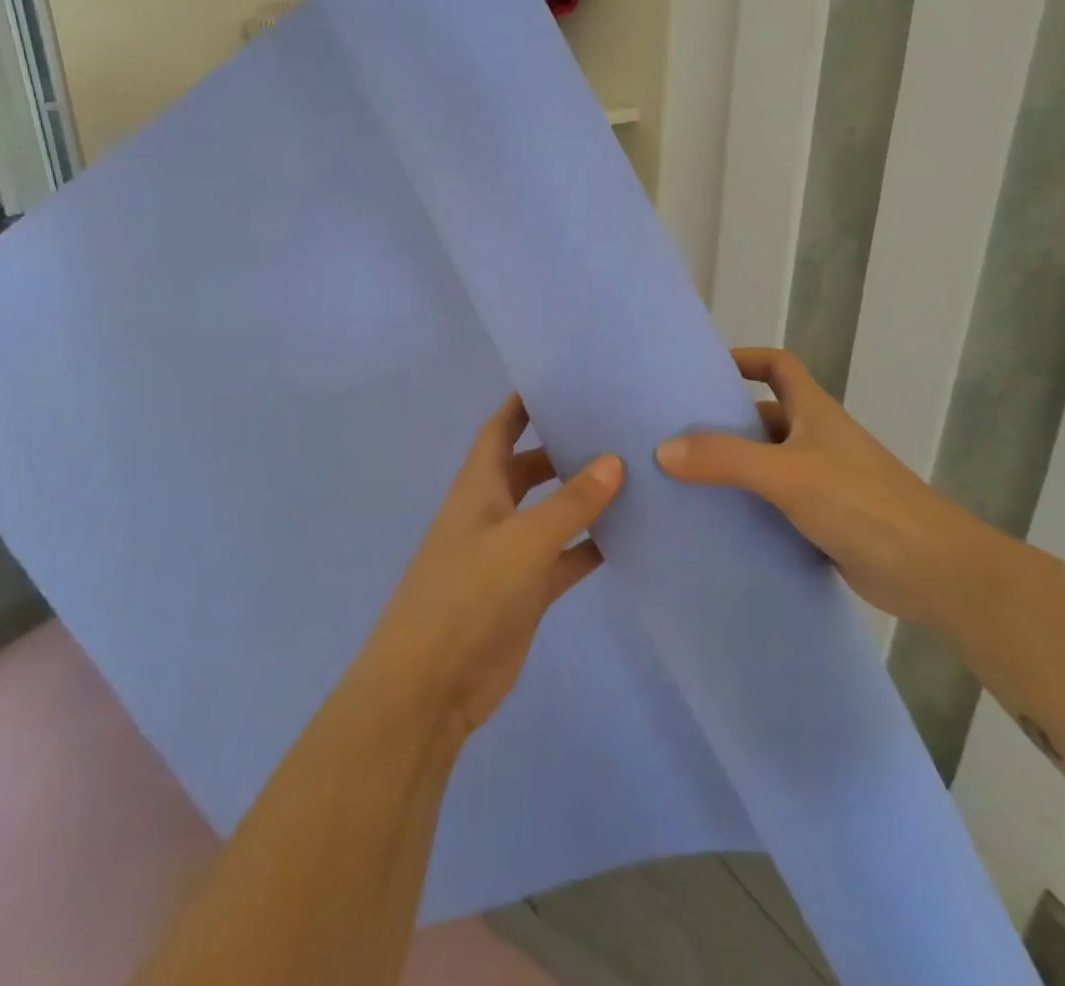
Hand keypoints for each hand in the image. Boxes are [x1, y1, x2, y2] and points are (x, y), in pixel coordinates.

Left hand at [358, 395, 622, 741]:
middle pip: (530, 467)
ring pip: (551, 513)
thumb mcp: (524, 541)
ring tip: (632, 474)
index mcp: (479, 487)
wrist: (432, 685)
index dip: (522, 404)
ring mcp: (509, 553)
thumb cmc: (468, 595)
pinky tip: (628, 536)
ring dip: (582, 498)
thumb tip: (614, 460)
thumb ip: (570, 503)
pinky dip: (589, 547)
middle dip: (563, 447)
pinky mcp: (526, 591)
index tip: (560, 380)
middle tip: (614, 427)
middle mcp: (493, 512)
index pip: (500, 429)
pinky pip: (564, 557)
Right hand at [656, 348, 998, 628]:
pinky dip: (750, 506)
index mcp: (813, 411)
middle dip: (724, 420)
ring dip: (733, 467)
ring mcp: (823, 481)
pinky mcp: (825, 520)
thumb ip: (726, 459)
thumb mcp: (786, 474)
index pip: (777, 365)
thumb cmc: (861, 503)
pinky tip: (718, 521)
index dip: (744, 359)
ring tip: (683, 477)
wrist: (933, 572)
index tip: (704, 370)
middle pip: (764, 416)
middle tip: (674, 432)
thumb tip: (664, 449)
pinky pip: (776, 503)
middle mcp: (817, 439)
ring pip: (767, 463)